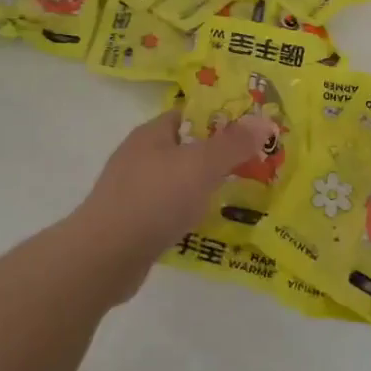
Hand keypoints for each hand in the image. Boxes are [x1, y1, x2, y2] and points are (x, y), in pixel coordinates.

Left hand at [68, 109, 274, 295]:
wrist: (106, 255)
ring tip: (235, 196)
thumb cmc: (155, 199)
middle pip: (185, 148)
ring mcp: (132, 190)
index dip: (220, 120)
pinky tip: (205, 224)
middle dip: (216, 156)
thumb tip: (265, 121)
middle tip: (252, 166)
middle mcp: (139, 156)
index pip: (189, 116)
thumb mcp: (201, 165)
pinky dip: (187, 213)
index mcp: (151, 134)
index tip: (250, 133)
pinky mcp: (131, 221)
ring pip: (177, 181)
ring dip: (202, 187)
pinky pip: (167, 209)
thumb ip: (234, 144)